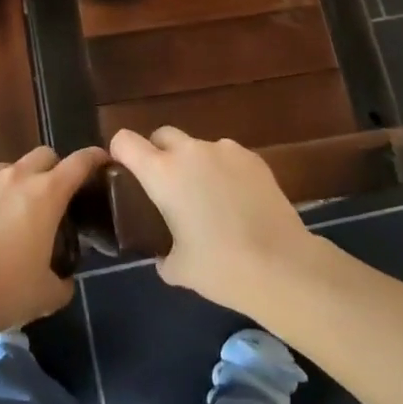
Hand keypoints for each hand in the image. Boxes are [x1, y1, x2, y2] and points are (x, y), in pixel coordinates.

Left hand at [0, 145, 103, 331]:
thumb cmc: (9, 291)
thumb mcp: (47, 294)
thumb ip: (62, 282)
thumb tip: (64, 281)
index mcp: (47, 194)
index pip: (79, 163)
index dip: (92, 158)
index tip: (100, 160)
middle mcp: (15, 176)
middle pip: (42, 155)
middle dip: (50, 169)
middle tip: (47, 196)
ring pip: (3, 170)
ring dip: (10, 185)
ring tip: (3, 215)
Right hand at [108, 127, 313, 314]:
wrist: (282, 266)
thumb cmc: (221, 268)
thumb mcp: (177, 268)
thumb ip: (161, 252)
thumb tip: (163, 252)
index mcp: (162, 173)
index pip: (125, 140)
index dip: (120, 153)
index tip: (124, 174)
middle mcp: (190, 152)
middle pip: (162, 135)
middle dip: (157, 153)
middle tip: (166, 188)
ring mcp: (225, 150)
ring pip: (197, 147)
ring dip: (193, 164)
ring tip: (208, 199)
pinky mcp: (254, 158)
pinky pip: (226, 157)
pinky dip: (223, 171)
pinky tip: (235, 202)